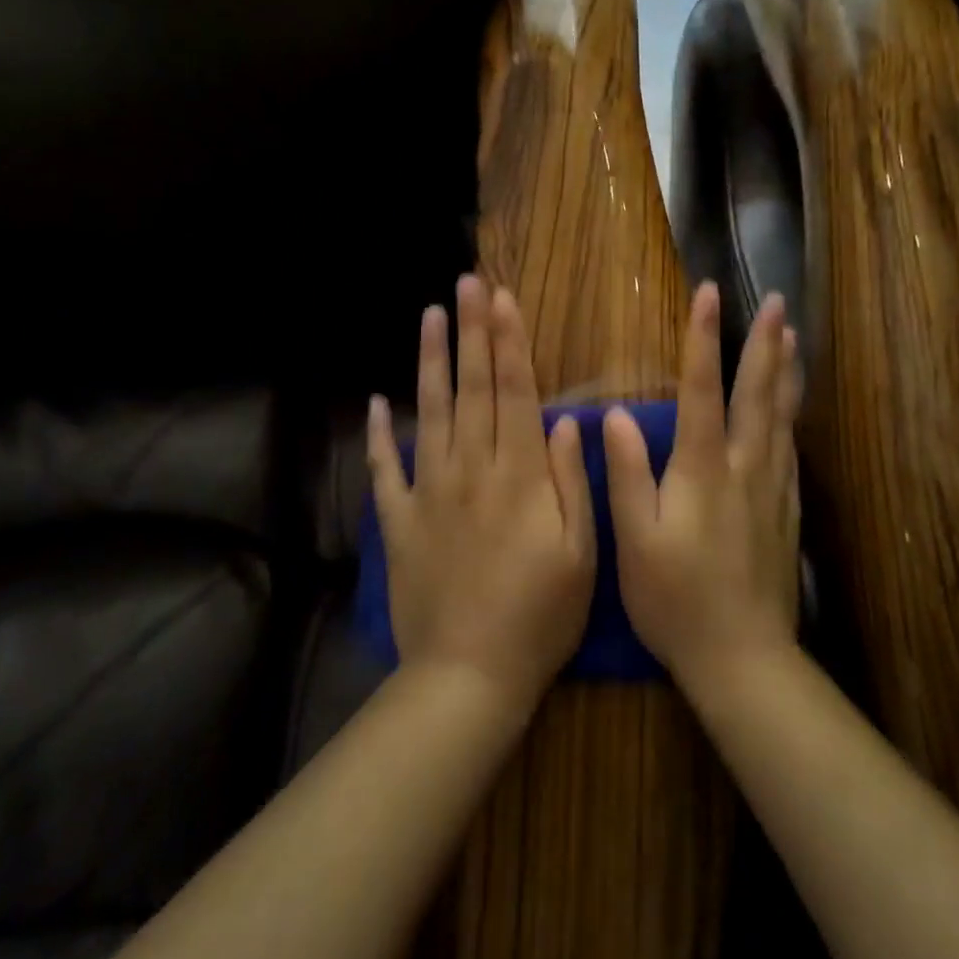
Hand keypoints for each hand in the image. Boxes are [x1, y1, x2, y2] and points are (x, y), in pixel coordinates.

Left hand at [367, 275, 597, 714]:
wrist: (469, 675)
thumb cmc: (540, 617)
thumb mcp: (581, 553)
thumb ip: (572, 481)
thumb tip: (565, 419)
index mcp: (520, 475)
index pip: (515, 392)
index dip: (509, 341)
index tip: (502, 299)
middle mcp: (472, 469)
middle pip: (472, 387)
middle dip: (471, 331)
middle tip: (466, 283)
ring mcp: (430, 491)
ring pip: (430, 412)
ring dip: (430, 361)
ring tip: (429, 316)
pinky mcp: (400, 520)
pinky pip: (386, 468)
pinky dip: (379, 434)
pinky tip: (376, 403)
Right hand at [603, 283, 800, 694]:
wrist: (742, 658)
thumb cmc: (675, 599)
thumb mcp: (633, 540)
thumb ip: (626, 474)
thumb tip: (614, 414)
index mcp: (702, 470)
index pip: (701, 390)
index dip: (703, 339)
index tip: (708, 294)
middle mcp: (744, 468)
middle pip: (758, 394)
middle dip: (765, 343)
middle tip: (778, 301)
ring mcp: (772, 490)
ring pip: (783, 417)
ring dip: (786, 372)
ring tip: (793, 337)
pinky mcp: (786, 512)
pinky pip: (792, 450)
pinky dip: (793, 416)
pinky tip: (793, 409)